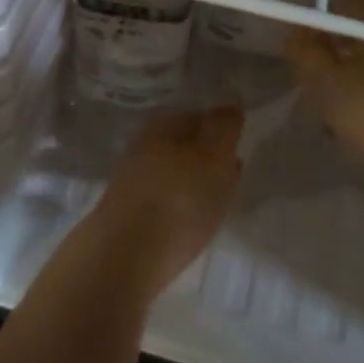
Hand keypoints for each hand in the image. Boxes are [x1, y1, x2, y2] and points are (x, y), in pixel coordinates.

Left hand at [92, 108, 243, 292]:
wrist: (124, 256)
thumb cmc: (177, 199)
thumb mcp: (212, 157)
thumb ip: (223, 128)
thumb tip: (230, 105)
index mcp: (163, 125)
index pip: (199, 115)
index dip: (221, 127)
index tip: (239, 143)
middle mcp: (145, 145)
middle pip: (184, 144)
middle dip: (207, 154)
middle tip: (233, 171)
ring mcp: (134, 179)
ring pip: (174, 171)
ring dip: (195, 180)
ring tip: (219, 199)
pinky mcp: (129, 211)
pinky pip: (165, 198)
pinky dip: (182, 203)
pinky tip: (193, 219)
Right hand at [284, 0, 363, 193]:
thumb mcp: (326, 82)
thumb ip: (306, 52)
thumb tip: (294, 31)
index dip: (318, 11)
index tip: (298, 32)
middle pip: (361, 29)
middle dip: (333, 44)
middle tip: (307, 66)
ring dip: (350, 72)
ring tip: (326, 97)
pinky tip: (355, 117)